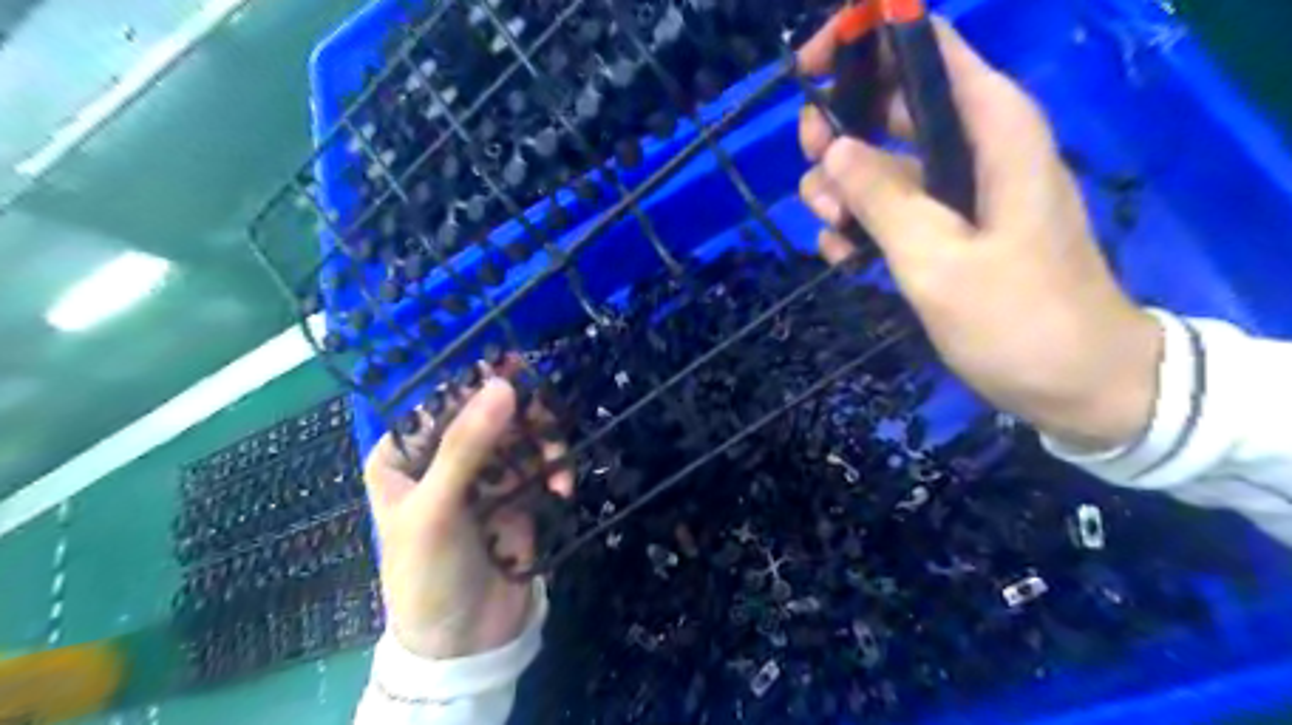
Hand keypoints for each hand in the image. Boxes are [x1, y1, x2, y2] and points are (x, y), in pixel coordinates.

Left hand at [358, 374, 570, 661]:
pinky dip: (554, 469)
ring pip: (519, 435)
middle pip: (488, 414)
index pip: (443, 402)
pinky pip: (539, 463)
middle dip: (522, 417)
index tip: (519, 368)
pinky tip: (562, 487)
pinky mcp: (515, 493)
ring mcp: (483, 475)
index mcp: (405, 456)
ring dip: (543, 445)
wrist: (466, 642)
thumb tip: (503, 384)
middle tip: (548, 420)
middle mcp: (443, 458)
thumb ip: (467, 445)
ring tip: (558, 469)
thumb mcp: (437, 510)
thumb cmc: (428, 574)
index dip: (480, 383)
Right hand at [798, 13, 1161, 445]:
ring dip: (843, 189)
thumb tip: (833, 149)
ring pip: (883, 162)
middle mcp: (975, 146)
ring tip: (829, 229)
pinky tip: (842, 257)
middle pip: (892, 107)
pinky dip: (861, 225)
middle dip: (840, 134)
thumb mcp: (937, 259)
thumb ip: (882, 199)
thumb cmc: (1017, 317)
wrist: (1075, 383)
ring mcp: (959, 191)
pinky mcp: (948, 229)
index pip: (926, 48)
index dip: (866, 43)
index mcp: (991, 128)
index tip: (809, 72)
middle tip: (811, 174)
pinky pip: (893, 208)